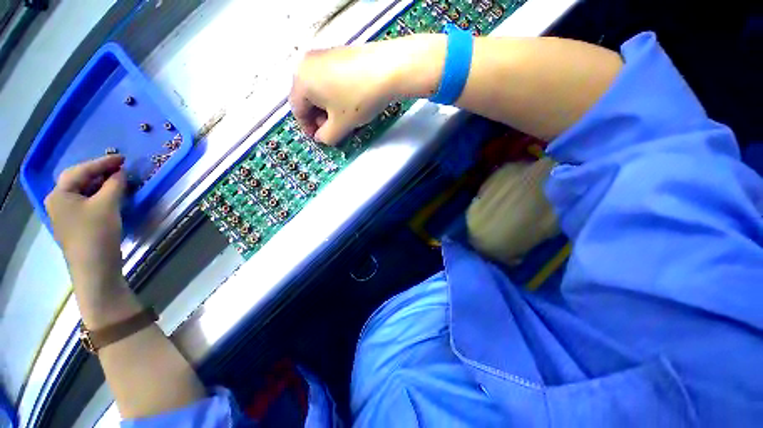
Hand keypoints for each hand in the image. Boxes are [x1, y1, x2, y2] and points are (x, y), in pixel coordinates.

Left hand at [45, 155, 125, 285]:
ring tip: (118, 179)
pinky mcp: (76, 223)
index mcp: (60, 194)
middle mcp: (58, 201)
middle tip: (120, 167)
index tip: (123, 158)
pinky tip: (111, 195)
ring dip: (100, 183)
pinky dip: (99, 195)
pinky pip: (87, 201)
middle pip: (78, 179)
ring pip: (83, 191)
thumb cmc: (97, 233)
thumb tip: (121, 172)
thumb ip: (114, 184)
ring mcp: (66, 214)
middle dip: (99, 171)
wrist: (95, 267)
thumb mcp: (108, 205)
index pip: (81, 170)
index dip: (103, 162)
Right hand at [289, 37, 437, 144]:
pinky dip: (334, 95)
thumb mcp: (341, 126)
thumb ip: (326, 137)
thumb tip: (321, 137)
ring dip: (327, 108)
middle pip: (306, 98)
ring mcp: (323, 55)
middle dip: (318, 118)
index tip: (320, 138)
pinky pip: (329, 79)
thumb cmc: (359, 99)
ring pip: (318, 89)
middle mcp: (307, 63)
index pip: (297, 110)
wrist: (388, 70)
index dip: (308, 128)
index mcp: (301, 80)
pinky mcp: (338, 53)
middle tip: (332, 130)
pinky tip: (349, 103)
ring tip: (342, 118)